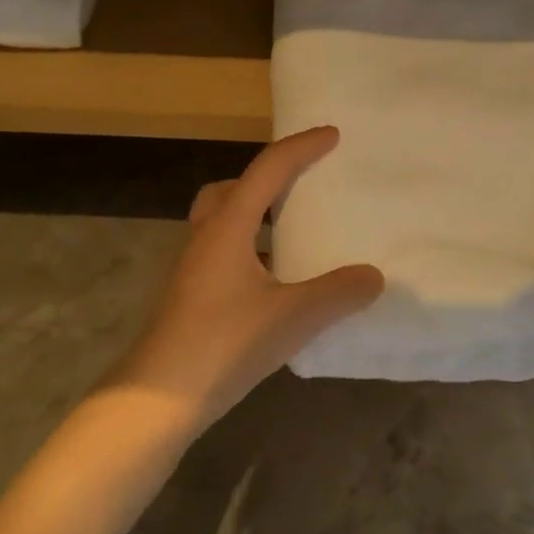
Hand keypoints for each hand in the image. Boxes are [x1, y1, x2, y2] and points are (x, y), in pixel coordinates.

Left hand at [107, 127, 383, 432]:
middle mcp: (207, 238)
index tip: (332, 135)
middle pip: (233, 189)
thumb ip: (337, 293)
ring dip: (257, 217)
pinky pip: (226, 253)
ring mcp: (195, 268)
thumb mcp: (292, 318)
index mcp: (228, 227)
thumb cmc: (225, 344)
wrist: (159, 398)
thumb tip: (374, 276)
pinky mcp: (193, 296)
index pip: (268, 170)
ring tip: (294, 233)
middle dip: (267, 179)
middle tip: (301, 186)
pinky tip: (277, 282)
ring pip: (225, 223)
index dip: (301, 147)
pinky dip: (253, 251)